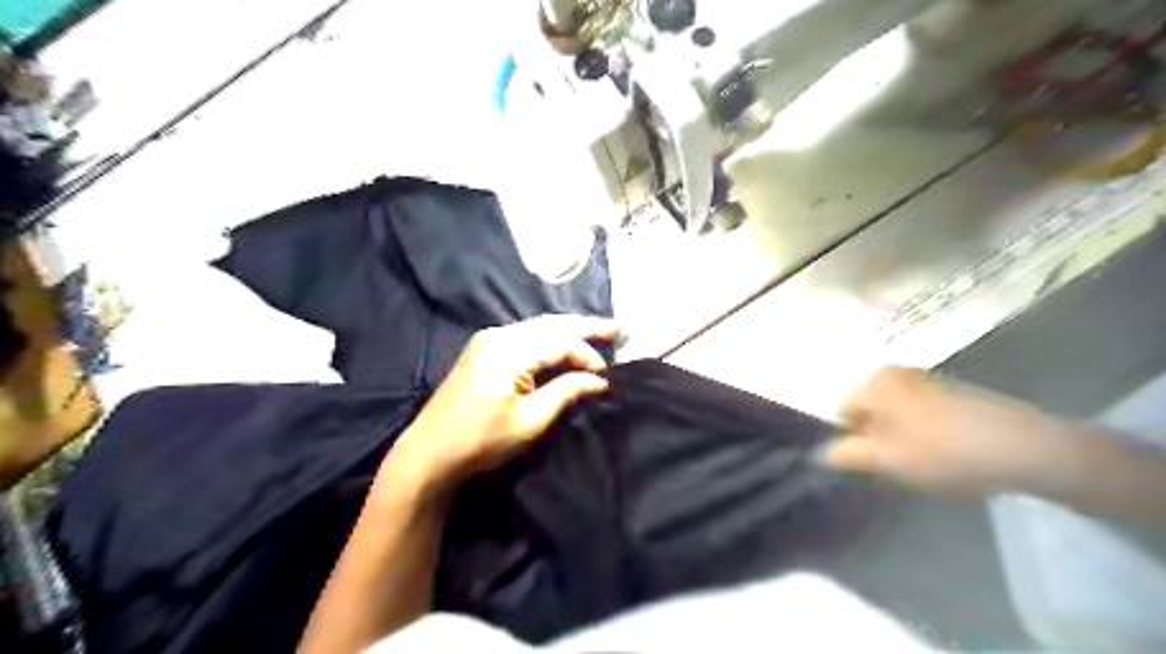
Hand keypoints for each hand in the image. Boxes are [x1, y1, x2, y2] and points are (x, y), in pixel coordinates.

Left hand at [384, 314, 617, 493]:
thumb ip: (565, 393)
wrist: (430, 451)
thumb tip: (598, 380)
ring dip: (568, 330)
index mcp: (508, 353)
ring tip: (598, 332)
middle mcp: (497, 336)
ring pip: (538, 326)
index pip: (559, 342)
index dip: (587, 355)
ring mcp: (488, 339)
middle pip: (550, 324)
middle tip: (617, 328)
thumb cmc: (481, 441)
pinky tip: (564, 343)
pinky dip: (549, 337)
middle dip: (585, 326)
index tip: (606, 376)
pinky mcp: (484, 347)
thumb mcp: (529, 422)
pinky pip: (525, 334)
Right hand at [825, 368, 1078, 495]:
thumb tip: (822, 453)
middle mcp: (896, 371)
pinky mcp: (955, 392)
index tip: (877, 463)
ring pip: (897, 414)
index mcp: (875, 381)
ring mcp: (928, 379)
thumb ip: (846, 455)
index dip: (854, 440)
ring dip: (904, 439)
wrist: (1028, 448)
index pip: (842, 411)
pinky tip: (952, 455)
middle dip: (879, 439)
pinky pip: (923, 414)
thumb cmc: (943, 451)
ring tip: (931, 463)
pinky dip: (928, 434)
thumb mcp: (886, 460)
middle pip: (870, 411)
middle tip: (902, 465)